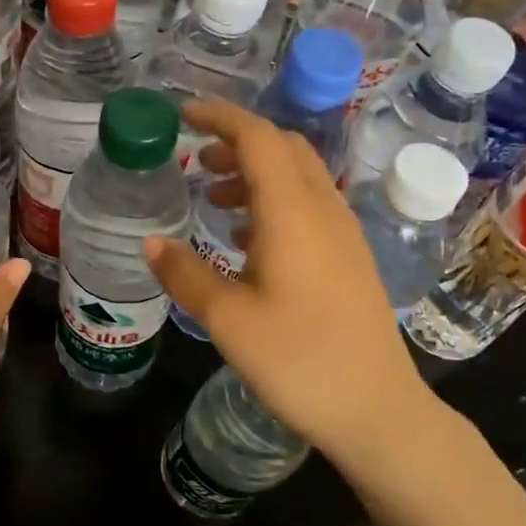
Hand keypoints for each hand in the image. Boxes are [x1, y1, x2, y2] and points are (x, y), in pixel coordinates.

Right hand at [144, 100, 451, 477]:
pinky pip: (310, 207)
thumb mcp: (228, 319)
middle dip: (237, 144)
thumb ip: (185, 273)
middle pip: (283, 149)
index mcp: (292, 212)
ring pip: (299, 178)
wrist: (376, 409)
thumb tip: (150, 241)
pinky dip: (274, 202)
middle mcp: (324, 210)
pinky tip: (249, 241)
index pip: (258, 138)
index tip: (182, 116)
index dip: (219, 117)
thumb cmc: (297, 361)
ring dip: (256, 174)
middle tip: (196, 162)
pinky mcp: (351, 258)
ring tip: (214, 199)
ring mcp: (344, 234)